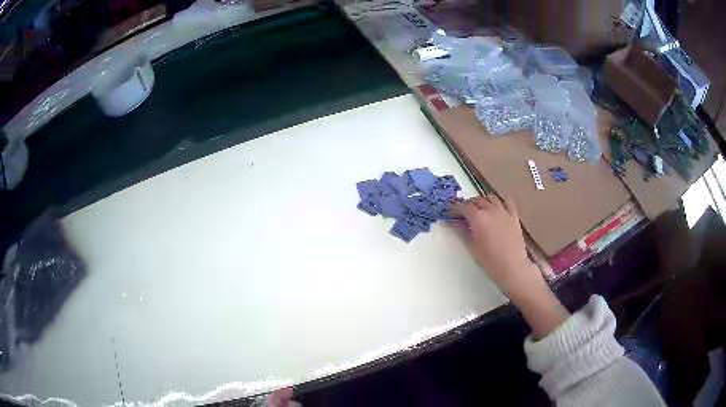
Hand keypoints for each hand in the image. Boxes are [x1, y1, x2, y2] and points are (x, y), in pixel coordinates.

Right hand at [452, 195, 542, 298]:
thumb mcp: (472, 247)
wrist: (512, 267)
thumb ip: (464, 232)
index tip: (451, 212)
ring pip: (491, 198)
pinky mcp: (514, 217)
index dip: (456, 208)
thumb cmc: (489, 261)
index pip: (463, 207)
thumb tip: (456, 223)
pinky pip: (508, 203)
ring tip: (480, 209)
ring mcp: (504, 212)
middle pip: (477, 200)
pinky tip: (499, 208)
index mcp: (478, 218)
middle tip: (464, 212)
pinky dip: (502, 202)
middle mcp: (490, 210)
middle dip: (468, 204)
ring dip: (483, 201)